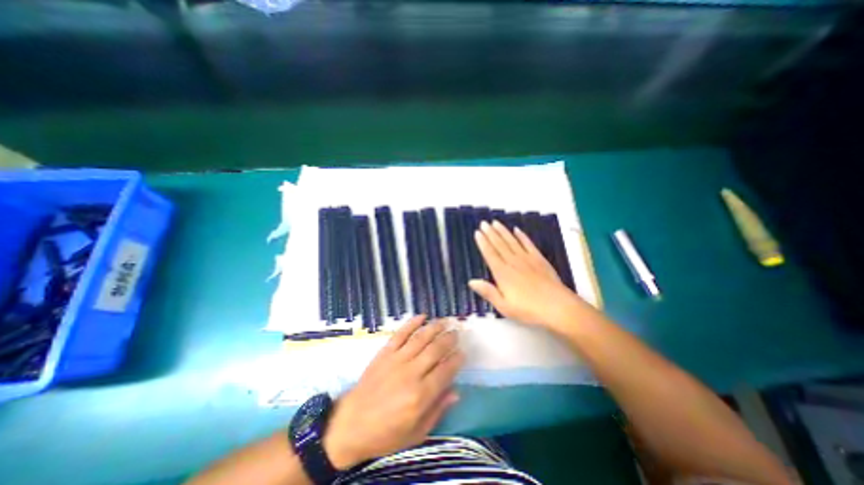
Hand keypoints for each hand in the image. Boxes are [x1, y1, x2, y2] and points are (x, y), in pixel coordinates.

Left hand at [319, 315, 462, 469]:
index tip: (463, 352)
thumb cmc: (386, 433)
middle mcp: (411, 373)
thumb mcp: (416, 433)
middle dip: (449, 339)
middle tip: (456, 332)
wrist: (351, 424)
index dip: (457, 359)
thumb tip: (456, 392)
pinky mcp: (385, 353)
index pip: (445, 370)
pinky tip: (422, 316)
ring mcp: (397, 360)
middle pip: (435, 350)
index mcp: (420, 395)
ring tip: (445, 321)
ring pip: (420, 338)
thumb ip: (437, 411)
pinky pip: (400, 334)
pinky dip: (412, 323)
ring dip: (435, 327)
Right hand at [471, 220, 583, 329]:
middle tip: (484, 223)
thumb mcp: (504, 306)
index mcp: (502, 273)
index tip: (477, 232)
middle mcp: (513, 262)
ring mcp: (527, 259)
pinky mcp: (539, 259)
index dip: (483, 243)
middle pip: (499, 245)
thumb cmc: (528, 309)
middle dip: (490, 233)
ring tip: (495, 222)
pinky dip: (522, 236)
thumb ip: (488, 292)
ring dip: (503, 231)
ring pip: (512, 241)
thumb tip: (471, 281)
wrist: (557, 307)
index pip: (490, 254)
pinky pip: (528, 244)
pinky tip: (517, 230)